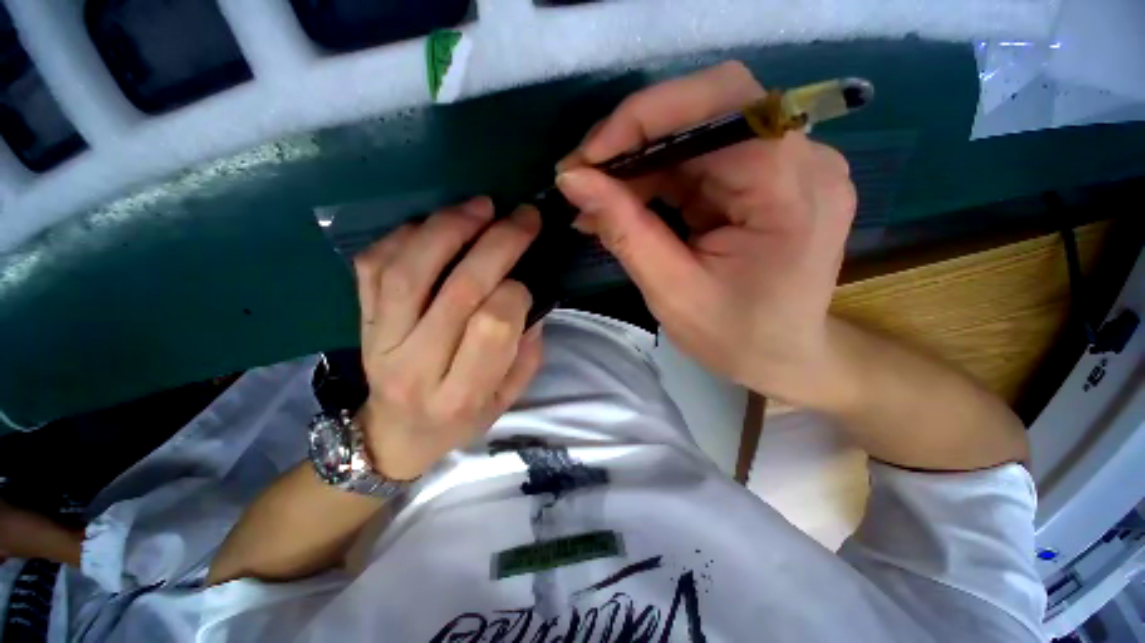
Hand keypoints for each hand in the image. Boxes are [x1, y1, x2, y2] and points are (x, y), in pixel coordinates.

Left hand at [353, 198, 543, 479]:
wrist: (395, 434)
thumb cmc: (461, 419)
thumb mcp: (507, 399)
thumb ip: (525, 352)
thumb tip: (528, 297)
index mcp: (461, 394)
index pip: (492, 327)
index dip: (515, 293)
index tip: (525, 281)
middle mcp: (416, 366)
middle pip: (457, 291)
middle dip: (497, 245)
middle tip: (522, 217)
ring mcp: (380, 341)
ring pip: (409, 272)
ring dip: (449, 229)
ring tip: (480, 207)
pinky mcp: (362, 322)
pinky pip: (372, 267)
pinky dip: (403, 235)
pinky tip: (434, 223)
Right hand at [556, 62, 856, 407]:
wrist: (783, 358)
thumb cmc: (735, 337)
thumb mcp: (672, 291)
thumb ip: (624, 231)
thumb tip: (572, 180)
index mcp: (792, 188)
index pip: (720, 104)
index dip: (644, 119)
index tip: (586, 159)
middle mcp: (802, 159)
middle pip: (708, 109)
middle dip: (635, 139)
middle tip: (585, 177)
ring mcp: (787, 166)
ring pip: (697, 134)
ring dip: (639, 163)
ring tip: (597, 199)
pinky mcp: (765, 180)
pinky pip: (700, 161)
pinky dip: (657, 179)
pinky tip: (625, 204)